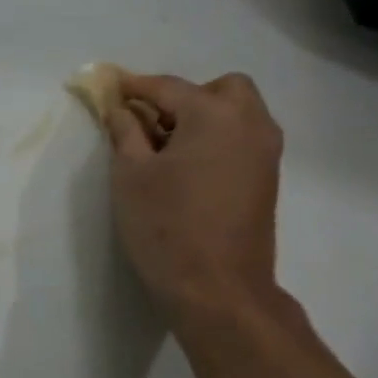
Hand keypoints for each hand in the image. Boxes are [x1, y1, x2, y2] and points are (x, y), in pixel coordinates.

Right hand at [103, 72, 285, 334]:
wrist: (218, 291)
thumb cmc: (167, 228)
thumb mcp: (130, 175)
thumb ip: (124, 131)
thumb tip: (120, 108)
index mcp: (214, 114)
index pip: (167, 87)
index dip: (133, 87)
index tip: (108, 86)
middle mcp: (250, 123)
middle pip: (219, 89)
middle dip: (184, 98)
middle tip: (152, 124)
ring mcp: (266, 153)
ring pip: (237, 114)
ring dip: (204, 118)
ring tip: (167, 150)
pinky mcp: (268, 180)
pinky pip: (243, 139)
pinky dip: (218, 140)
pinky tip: (189, 170)